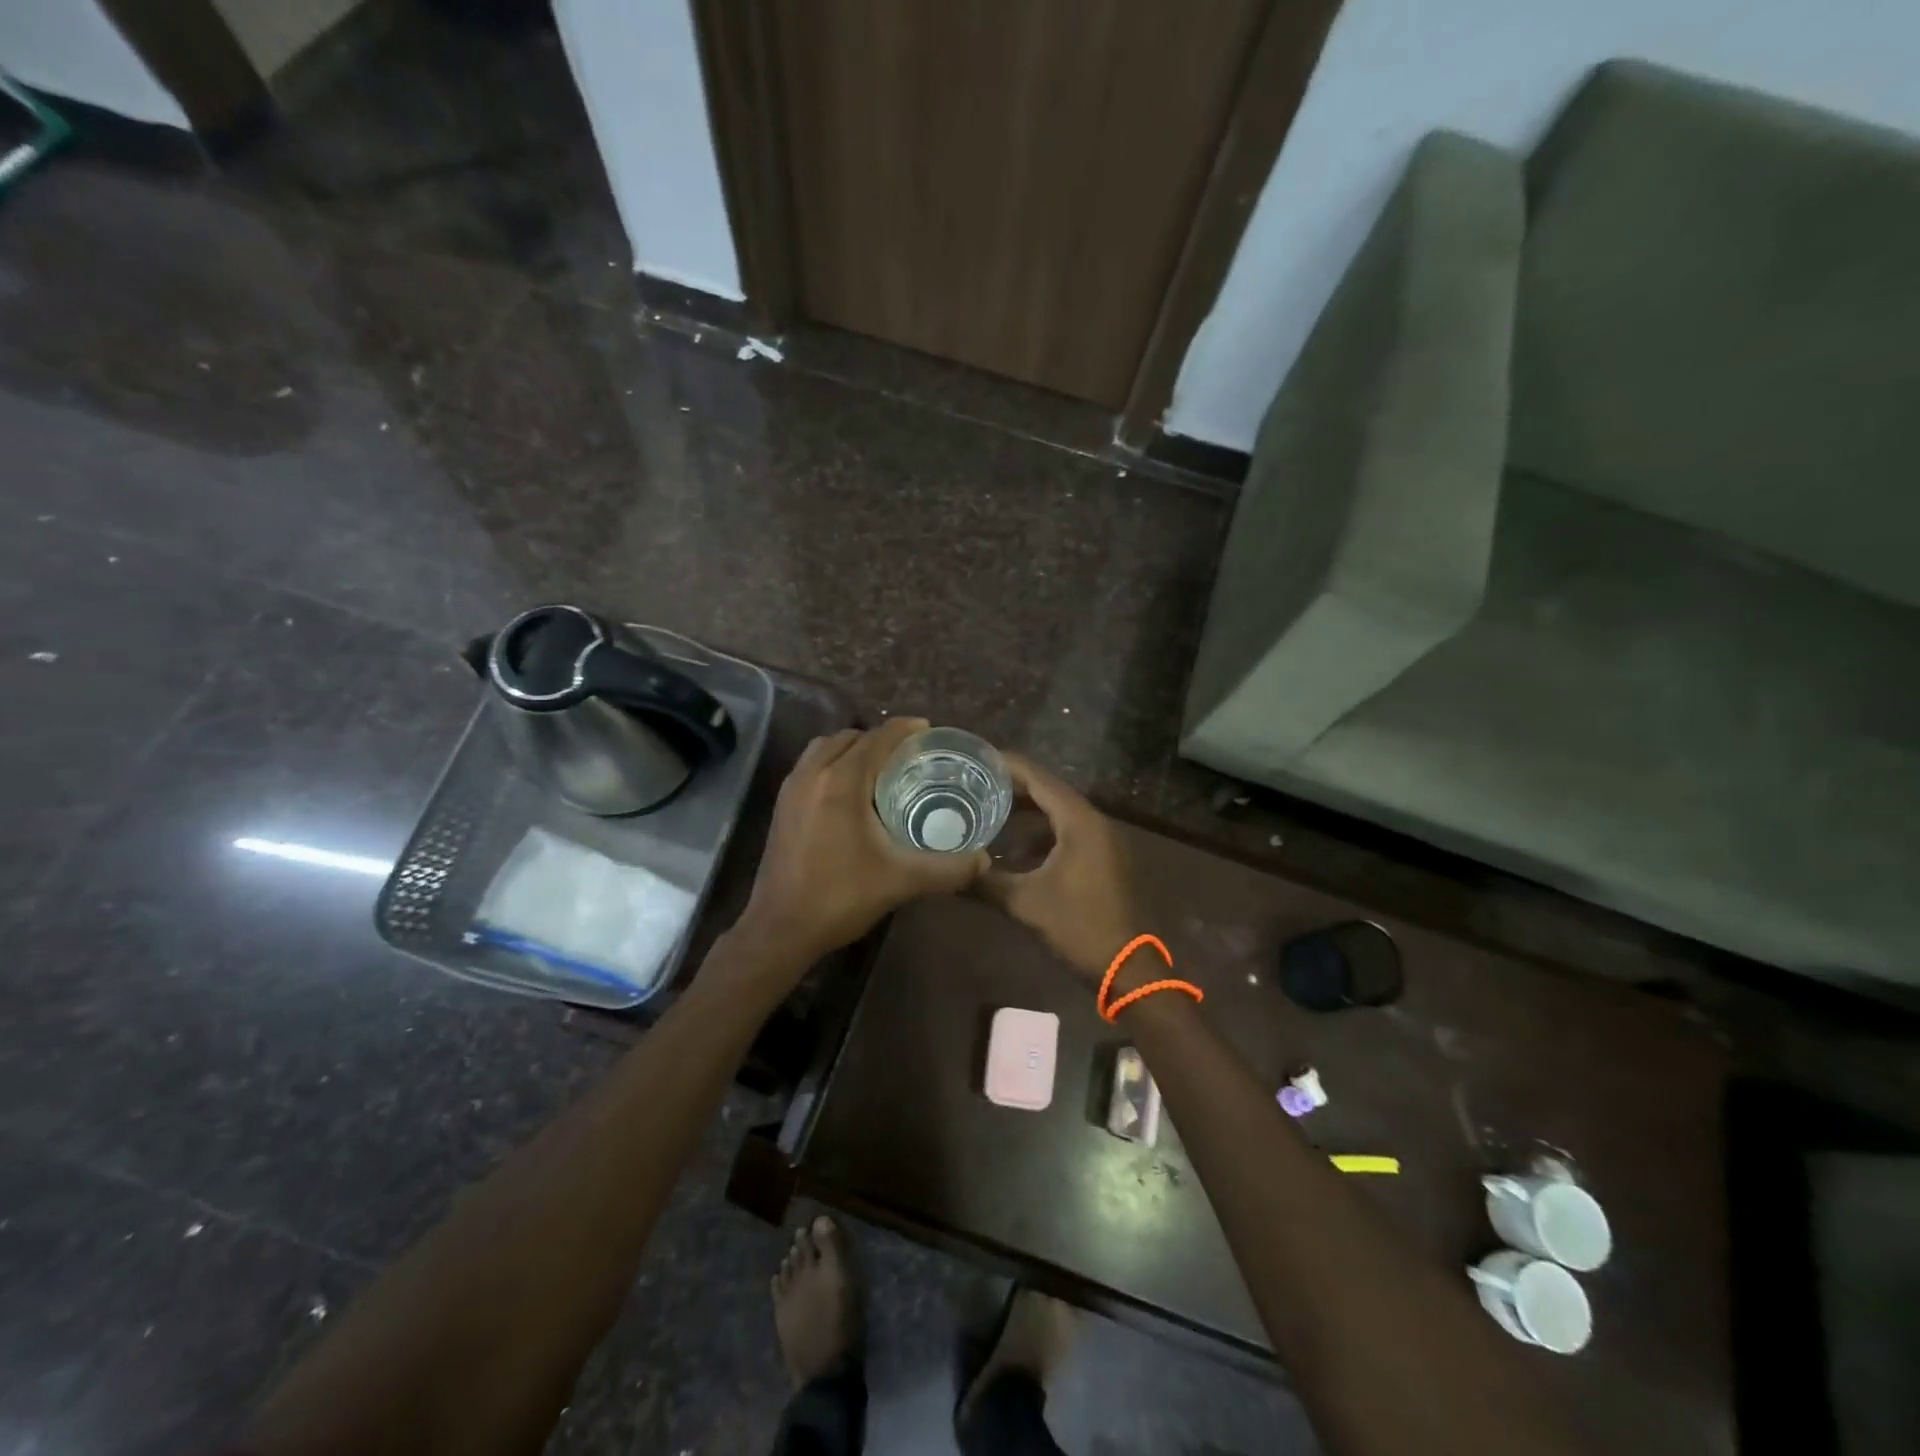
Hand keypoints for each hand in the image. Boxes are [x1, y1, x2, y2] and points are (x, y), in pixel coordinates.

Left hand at [737, 718, 987, 967]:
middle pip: (850, 737)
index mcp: (841, 782)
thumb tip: (984, 861)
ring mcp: (791, 789)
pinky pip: (811, 766)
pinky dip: (834, 763)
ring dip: (854, 748)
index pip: (877, 738)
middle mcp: (812, 774)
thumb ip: (947, 869)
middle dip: (880, 738)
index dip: (905, 729)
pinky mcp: (782, 806)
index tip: (930, 731)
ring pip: (825, 748)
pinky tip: (852, 792)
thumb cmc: (840, 897)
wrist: (780, 929)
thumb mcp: (901, 881)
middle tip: (910, 754)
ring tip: (881, 768)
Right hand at [980, 753, 1139, 981]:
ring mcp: (1101, 840)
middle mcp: (1093, 821)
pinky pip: (1067, 833)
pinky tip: (1012, 851)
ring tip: (986, 812)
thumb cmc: (1078, 927)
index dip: (1005, 766)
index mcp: (1079, 821)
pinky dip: (1040, 834)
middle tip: (972, 785)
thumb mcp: (1025, 904)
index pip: (1037, 778)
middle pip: (1048, 791)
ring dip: (1025, 813)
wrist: (1128, 967)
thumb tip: (947, 872)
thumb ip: (985, 882)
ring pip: (1057, 814)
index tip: (973, 759)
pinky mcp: (1102, 859)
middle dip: (1011, 788)